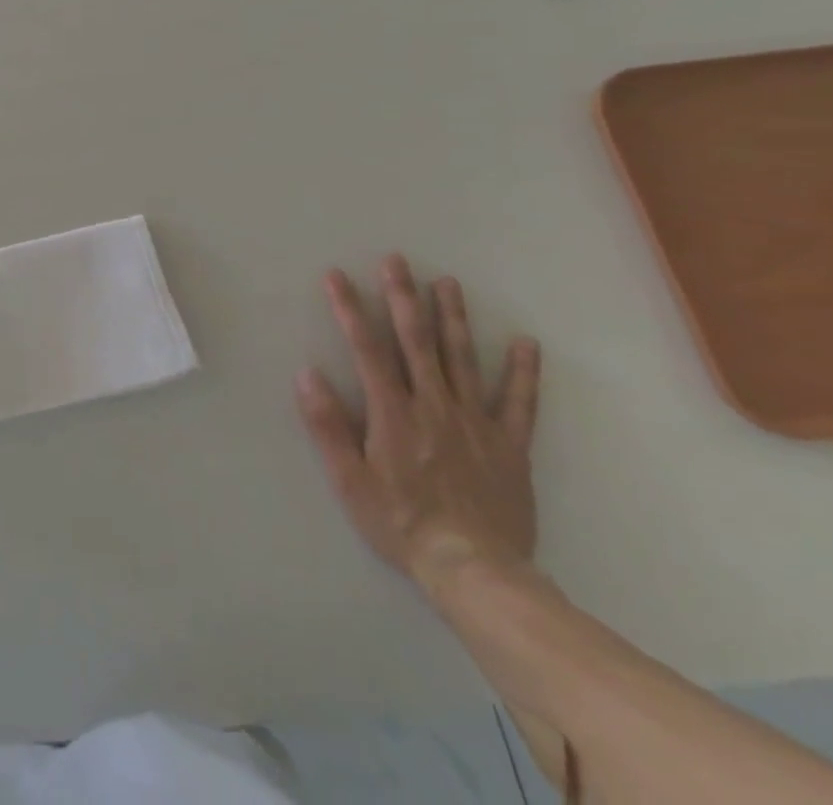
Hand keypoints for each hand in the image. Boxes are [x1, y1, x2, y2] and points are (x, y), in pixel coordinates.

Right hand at [296, 255, 541, 592]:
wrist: (476, 571)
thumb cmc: (400, 522)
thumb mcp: (350, 480)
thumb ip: (328, 426)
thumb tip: (308, 374)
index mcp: (393, 413)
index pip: (367, 348)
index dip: (350, 308)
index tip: (337, 276)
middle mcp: (434, 406)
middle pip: (417, 342)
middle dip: (403, 297)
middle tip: (397, 261)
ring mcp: (476, 423)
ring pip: (463, 360)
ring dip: (453, 318)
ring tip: (447, 282)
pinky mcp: (509, 446)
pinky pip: (519, 404)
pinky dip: (523, 372)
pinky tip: (525, 343)